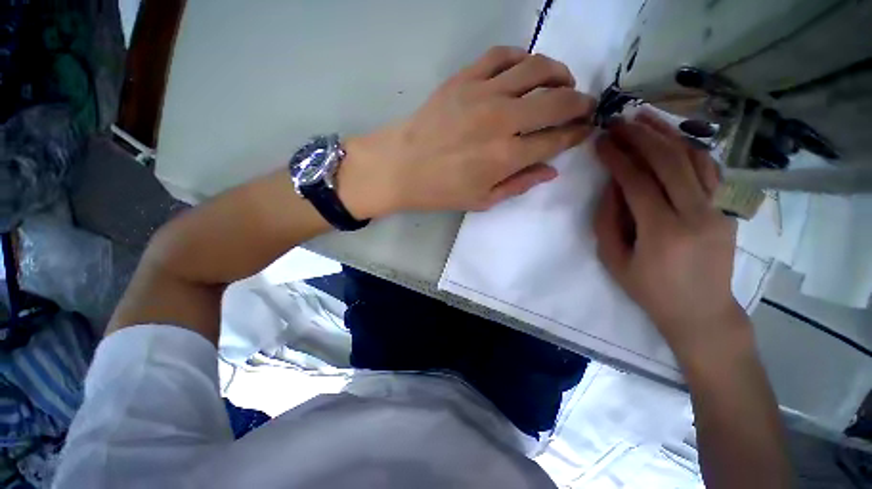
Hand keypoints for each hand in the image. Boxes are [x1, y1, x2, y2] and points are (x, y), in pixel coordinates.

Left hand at [339, 47, 595, 217]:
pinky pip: (502, 55)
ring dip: (559, 73)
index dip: (577, 134)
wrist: (400, 167)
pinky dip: (521, 57)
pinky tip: (525, 69)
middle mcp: (502, 121)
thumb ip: (519, 185)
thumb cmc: (441, 190)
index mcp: (506, 157)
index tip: (585, 130)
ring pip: (536, 68)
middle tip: (584, 106)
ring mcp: (483, 94)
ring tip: (562, 83)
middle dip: (580, 102)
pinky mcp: (464, 79)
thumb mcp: (482, 200)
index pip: (556, 139)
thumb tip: (551, 170)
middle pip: (557, 101)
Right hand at [593, 111, 749, 358]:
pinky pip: (710, 169)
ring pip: (695, 158)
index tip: (600, 141)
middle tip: (618, 121)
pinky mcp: (727, 209)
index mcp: (663, 232)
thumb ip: (608, 221)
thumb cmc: (650, 290)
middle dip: (640, 137)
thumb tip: (612, 185)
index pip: (638, 182)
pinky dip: (689, 148)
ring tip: (644, 118)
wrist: (701, 311)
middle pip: (669, 161)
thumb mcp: (614, 260)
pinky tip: (672, 138)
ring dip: (667, 134)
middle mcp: (697, 214)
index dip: (617, 158)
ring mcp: (719, 209)